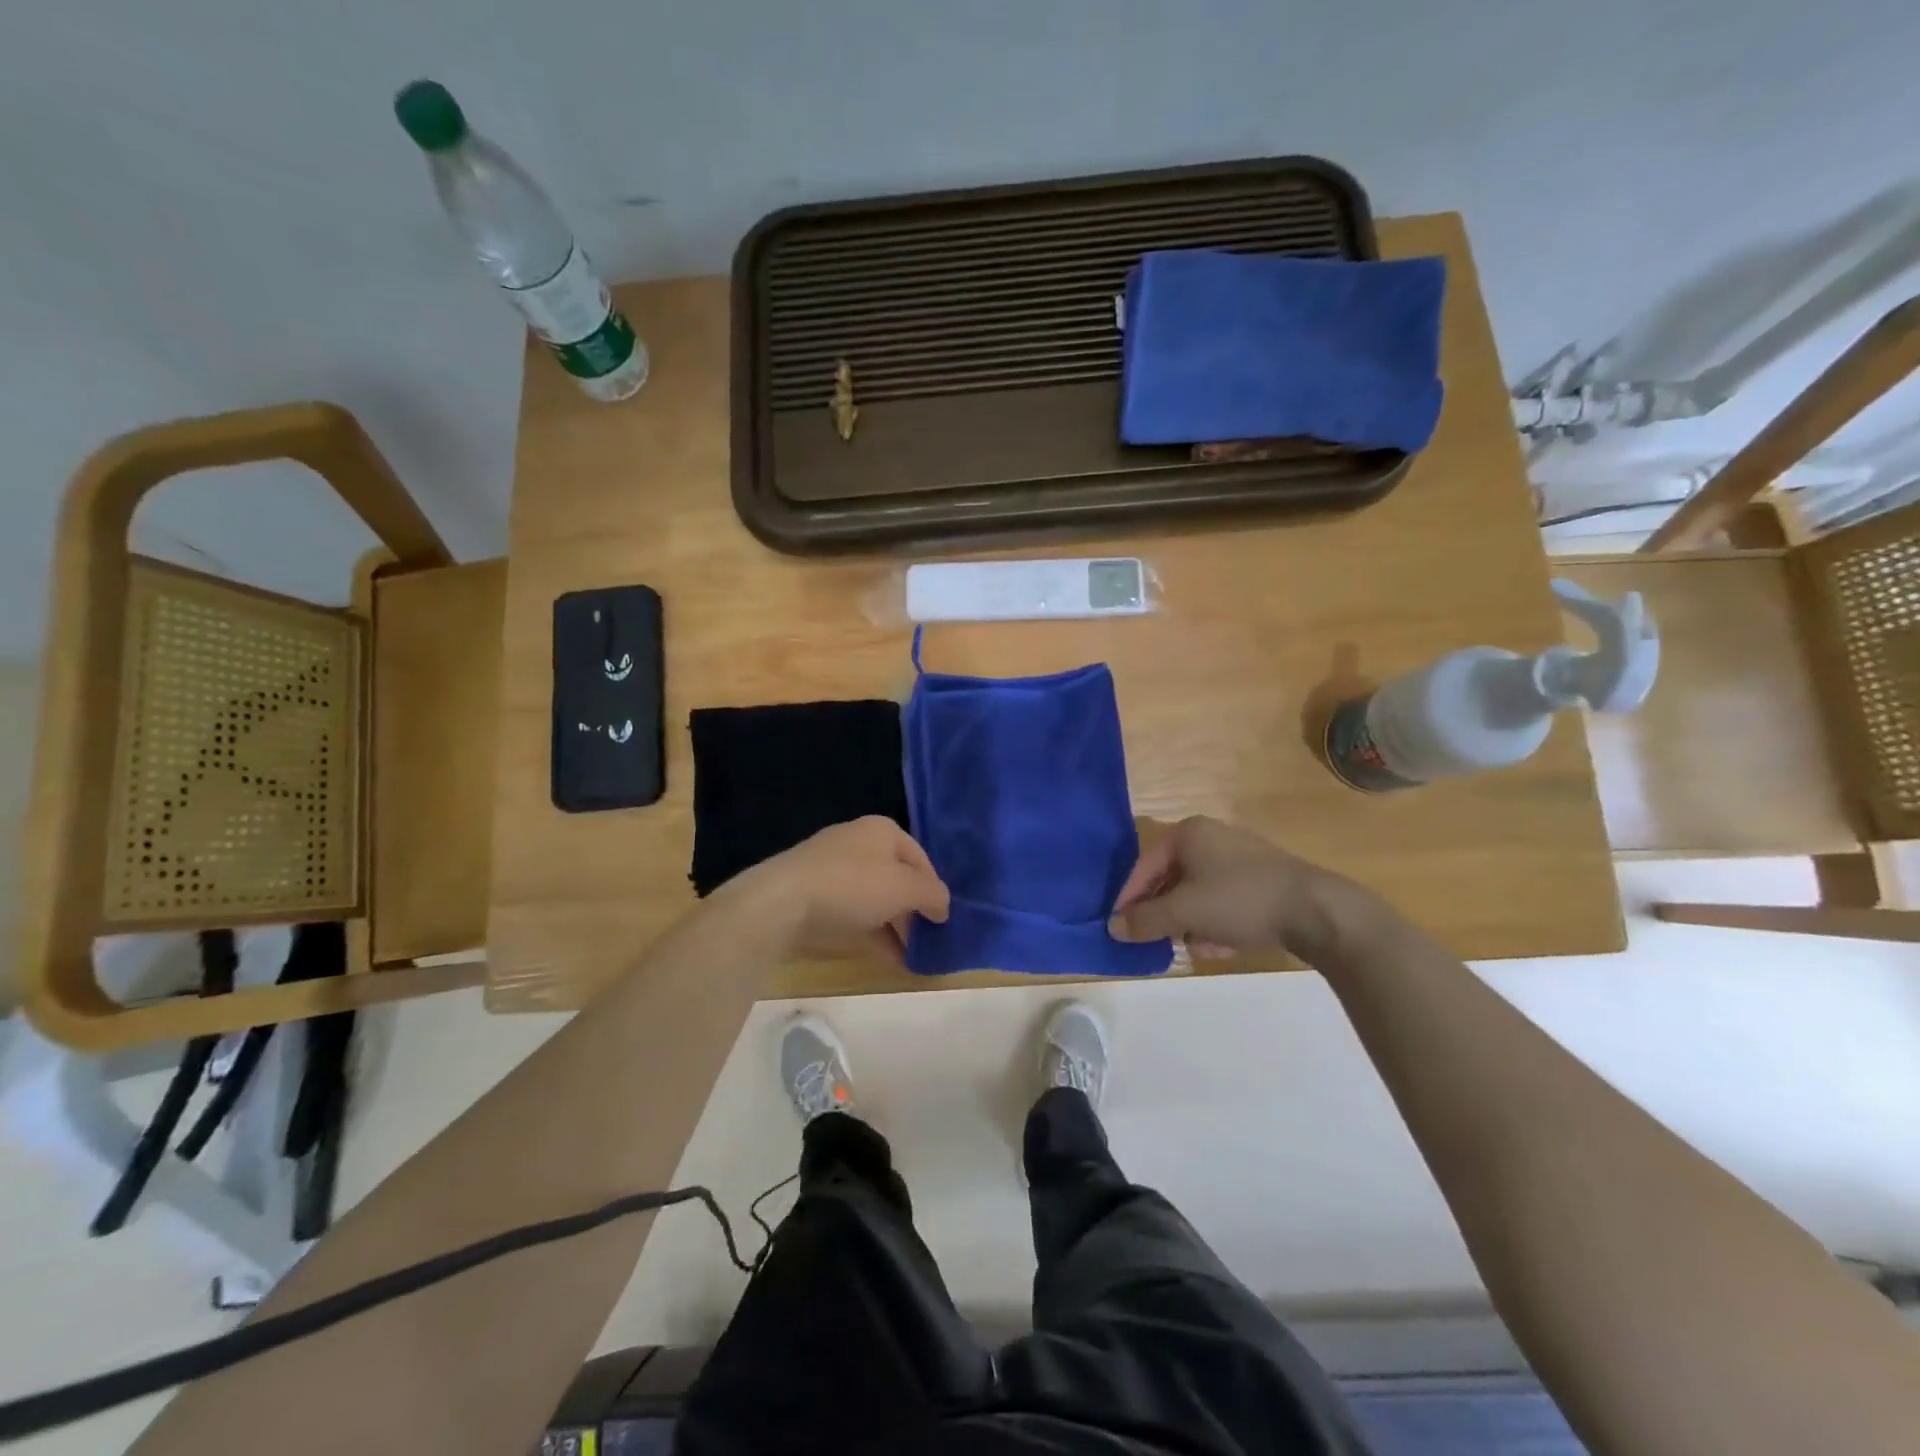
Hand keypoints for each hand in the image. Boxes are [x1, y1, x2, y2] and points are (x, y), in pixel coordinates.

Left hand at [742, 817, 949, 963]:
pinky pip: (852, 912)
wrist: (782, 902)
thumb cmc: (852, 885)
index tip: (943, 919)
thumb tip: (943, 906)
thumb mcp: (904, 888)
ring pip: (874, 897)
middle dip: (913, 909)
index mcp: (882, 830)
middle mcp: (858, 842)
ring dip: (894, 925)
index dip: (935, 888)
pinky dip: (871, 931)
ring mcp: (832, 868)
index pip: (920, 858)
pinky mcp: (814, 894)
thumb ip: (932, 894)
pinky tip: (885, 957)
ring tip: (910, 955)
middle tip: (928, 939)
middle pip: (896, 877)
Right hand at [1107, 816, 1364, 963]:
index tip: (1121, 927)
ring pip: (1198, 893)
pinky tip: (1221, 946)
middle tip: (1157, 940)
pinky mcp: (1262, 879)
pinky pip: (1224, 899)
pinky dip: (1216, 921)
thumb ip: (1144, 920)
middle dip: (1164, 913)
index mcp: (1188, 833)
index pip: (1144, 865)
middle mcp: (1212, 837)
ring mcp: (1240, 857)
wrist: (1317, 911)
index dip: (1129, 897)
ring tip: (1193, 948)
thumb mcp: (1184, 912)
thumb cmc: (1240, 900)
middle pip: (1171, 879)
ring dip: (1190, 922)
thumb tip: (1112, 927)